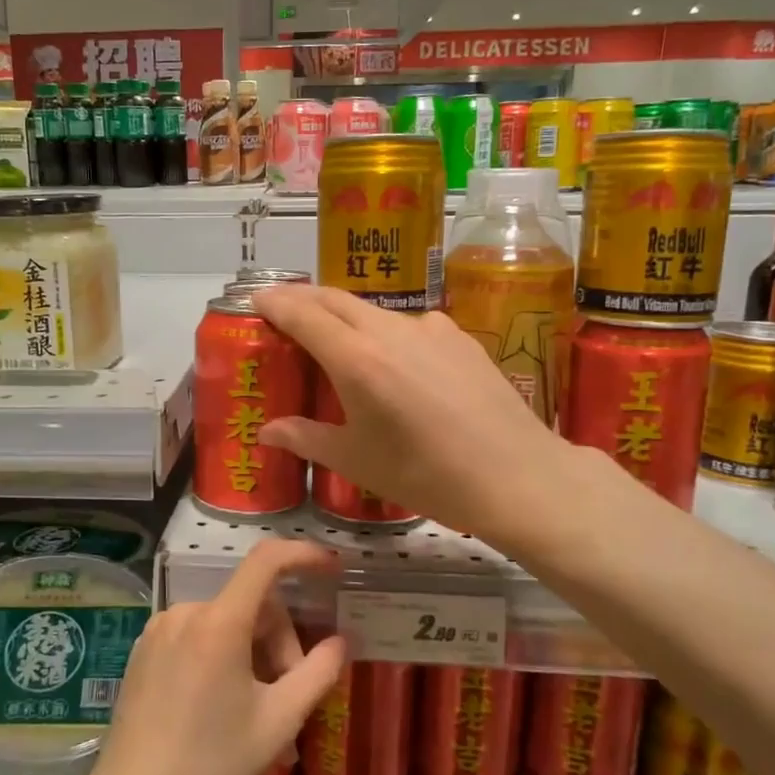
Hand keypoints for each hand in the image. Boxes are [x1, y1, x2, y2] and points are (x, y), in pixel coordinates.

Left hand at [86, 539, 346, 774]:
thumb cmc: (210, 767)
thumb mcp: (278, 723)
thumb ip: (317, 674)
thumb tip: (340, 642)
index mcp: (219, 623)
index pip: (266, 561)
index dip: (303, 555)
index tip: (331, 567)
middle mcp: (185, 612)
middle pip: (251, 605)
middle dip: (279, 642)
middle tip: (289, 696)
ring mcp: (159, 629)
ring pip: (225, 623)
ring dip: (252, 654)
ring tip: (257, 711)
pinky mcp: (143, 650)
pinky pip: (197, 636)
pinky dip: (221, 657)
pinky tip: (222, 706)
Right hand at [251, 282, 582, 552]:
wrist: (517, 476)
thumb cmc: (426, 475)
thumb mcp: (357, 461)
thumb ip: (307, 438)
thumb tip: (267, 431)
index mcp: (356, 359)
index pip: (303, 313)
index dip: (275, 302)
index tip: (257, 298)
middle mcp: (390, 330)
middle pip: (336, 299)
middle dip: (304, 298)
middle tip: (284, 309)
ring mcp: (430, 328)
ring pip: (374, 311)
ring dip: (346, 315)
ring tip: (337, 339)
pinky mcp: (460, 336)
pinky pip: (410, 325)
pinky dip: (386, 331)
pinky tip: (395, 360)